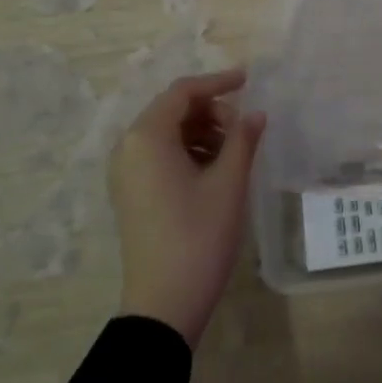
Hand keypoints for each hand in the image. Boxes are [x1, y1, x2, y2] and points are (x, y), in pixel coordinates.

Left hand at [109, 69, 266, 348]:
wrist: (165, 302)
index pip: (183, 92)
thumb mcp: (229, 183)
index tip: (248, 81)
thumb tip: (256, 113)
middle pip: (172, 110)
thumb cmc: (199, 235)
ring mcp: (125, 173)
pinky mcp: (130, 193)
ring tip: (235, 151)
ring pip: (167, 134)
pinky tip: (216, 170)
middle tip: (244, 128)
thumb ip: (243, 139)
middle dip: (211, 111)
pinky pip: (159, 156)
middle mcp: (128, 148)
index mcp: (147, 137)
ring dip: (202, 132)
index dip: (217, 82)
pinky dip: (188, 152)